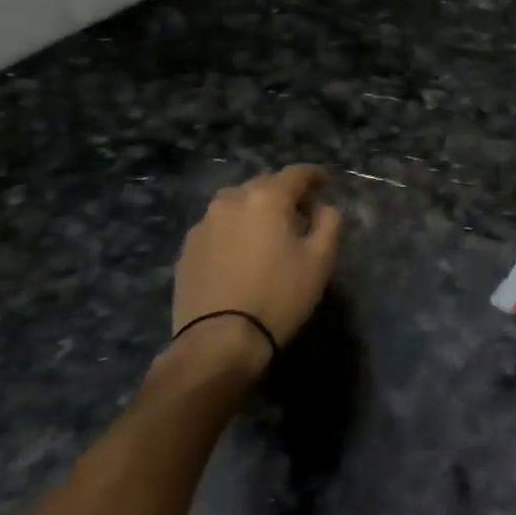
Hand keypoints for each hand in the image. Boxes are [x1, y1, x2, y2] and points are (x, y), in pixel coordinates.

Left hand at [171, 166, 341, 368]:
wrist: (218, 340)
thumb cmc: (278, 295)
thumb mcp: (320, 260)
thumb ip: (329, 223)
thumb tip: (323, 208)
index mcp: (266, 198)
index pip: (296, 174)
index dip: (314, 175)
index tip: (325, 181)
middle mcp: (231, 201)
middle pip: (263, 186)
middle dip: (284, 194)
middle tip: (300, 213)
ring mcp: (203, 225)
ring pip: (236, 205)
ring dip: (255, 211)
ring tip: (267, 233)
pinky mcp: (186, 250)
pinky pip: (218, 228)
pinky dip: (234, 231)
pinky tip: (241, 254)